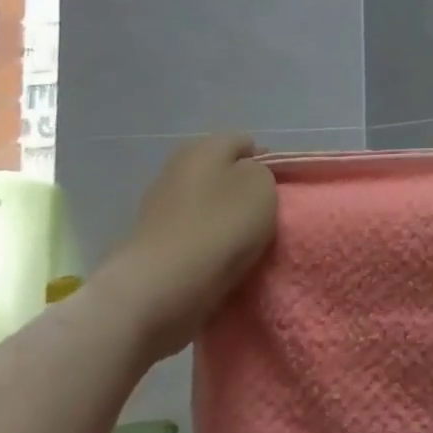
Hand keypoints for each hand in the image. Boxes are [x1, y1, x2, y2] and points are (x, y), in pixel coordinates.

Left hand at [93, 135, 278, 358]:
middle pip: (223, 174)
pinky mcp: (153, 244)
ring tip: (244, 243)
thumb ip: (261, 172)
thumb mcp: (262, 186)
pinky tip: (220, 260)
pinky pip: (193, 235)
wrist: (160, 289)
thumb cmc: (219, 227)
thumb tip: (246, 177)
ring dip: (224, 220)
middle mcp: (176, 169)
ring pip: (207, 205)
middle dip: (242, 191)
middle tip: (263, 215)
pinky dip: (207, 244)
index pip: (246, 143)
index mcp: (203, 148)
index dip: (268, 163)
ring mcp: (159, 208)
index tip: (280, 190)